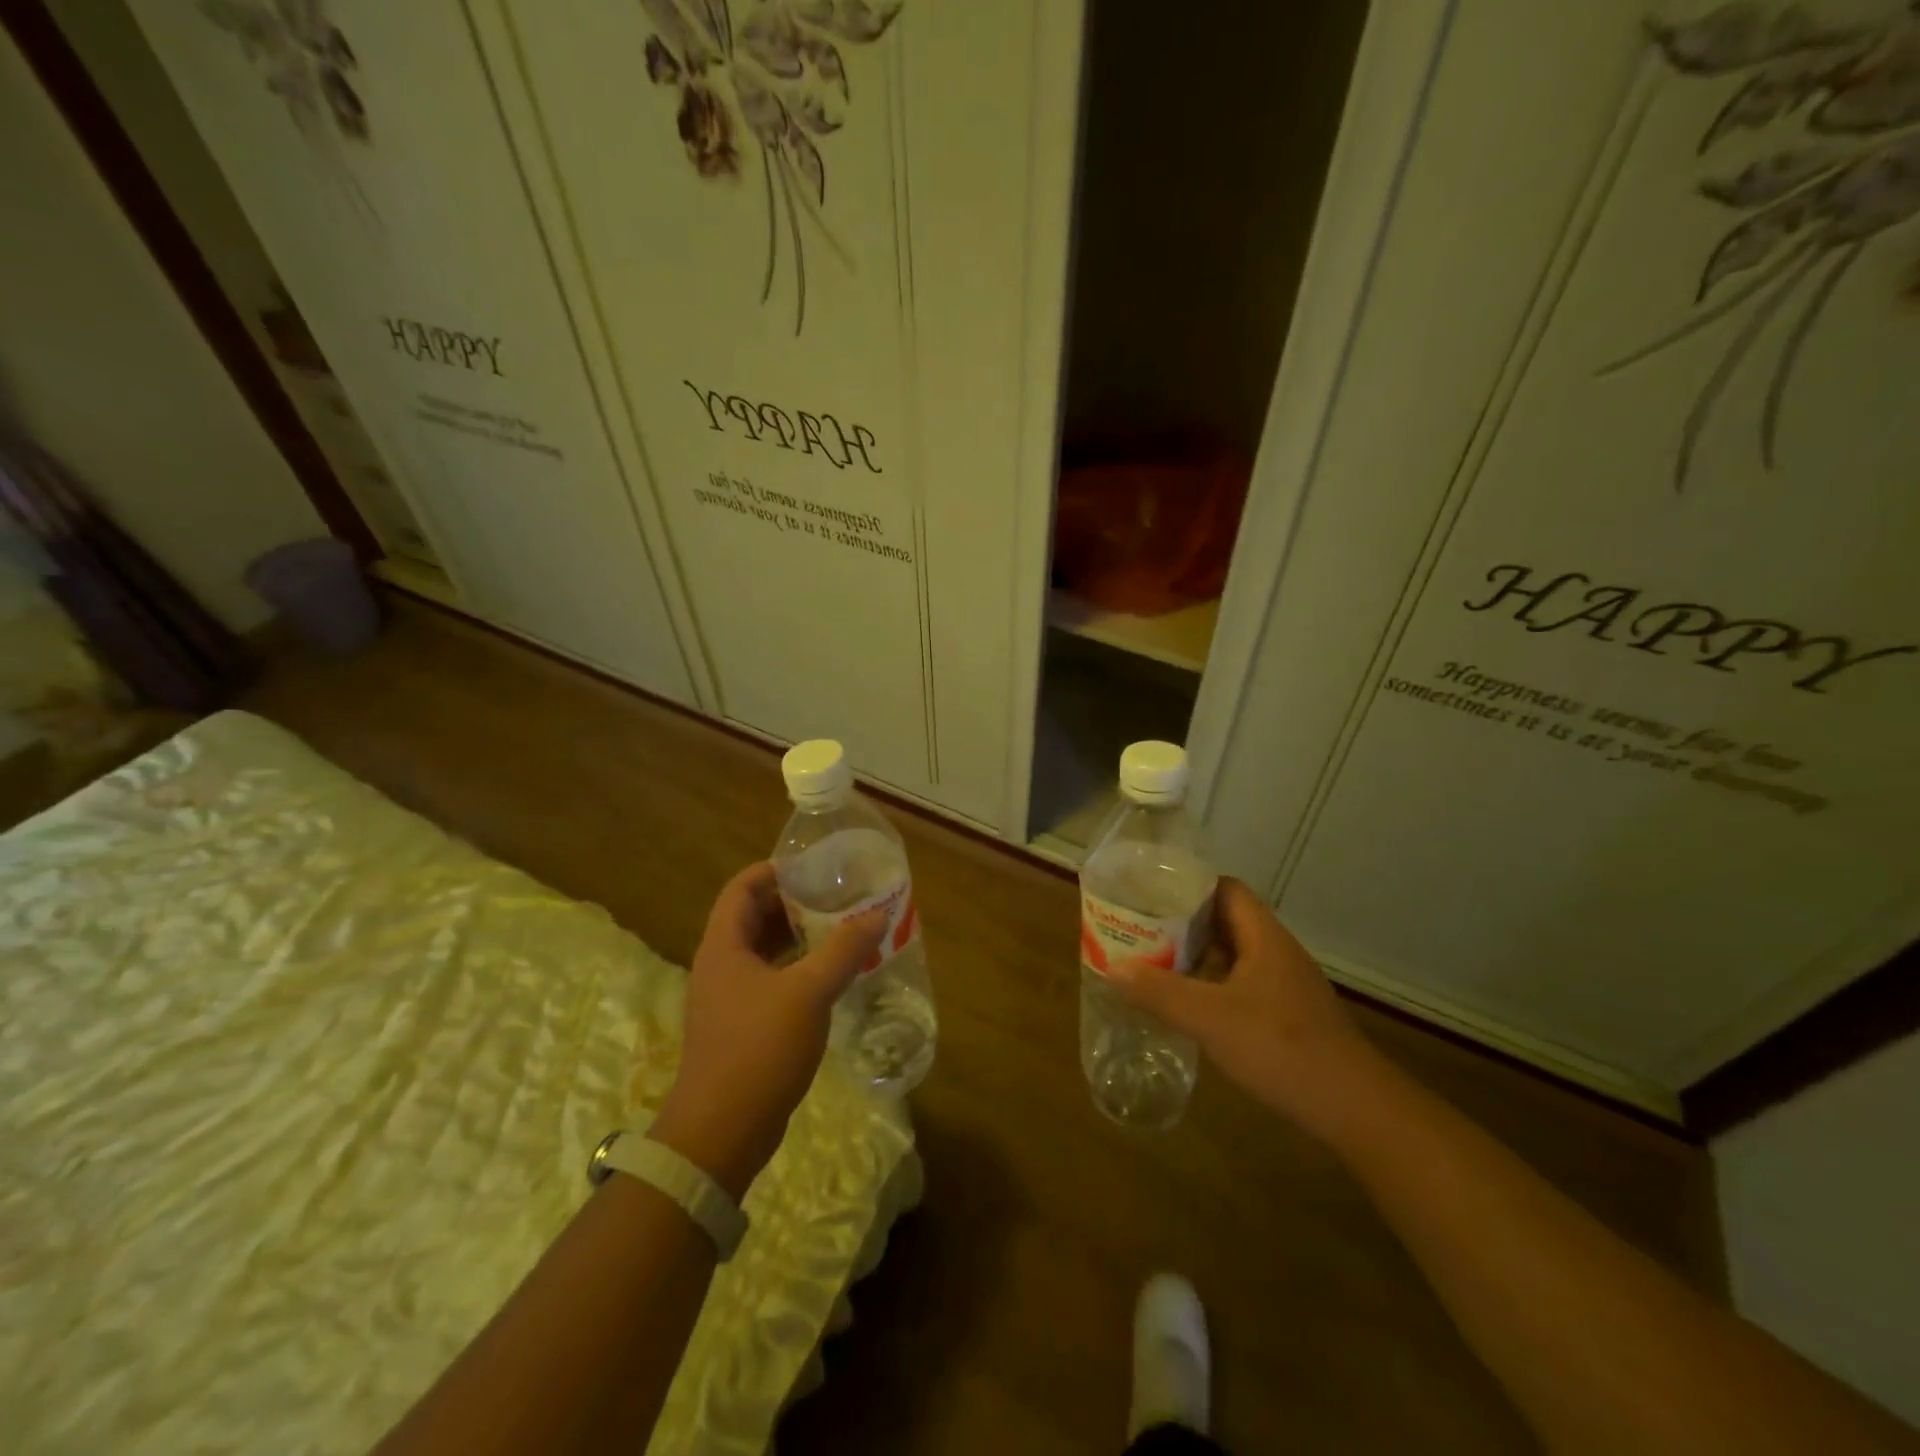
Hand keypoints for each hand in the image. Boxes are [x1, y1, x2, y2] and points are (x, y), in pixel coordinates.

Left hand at [652, 862, 885, 1198]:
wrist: (720, 1132)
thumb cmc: (758, 1049)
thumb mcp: (808, 992)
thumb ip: (843, 950)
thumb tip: (876, 916)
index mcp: (724, 946)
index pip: (741, 888)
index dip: (772, 870)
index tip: (812, 865)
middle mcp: (721, 966)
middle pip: (753, 917)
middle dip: (792, 902)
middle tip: (835, 895)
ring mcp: (728, 999)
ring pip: (763, 952)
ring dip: (797, 938)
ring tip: (840, 928)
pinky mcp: (740, 1027)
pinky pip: (770, 981)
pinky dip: (797, 969)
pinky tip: (829, 976)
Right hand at [1107, 877, 1378, 1137]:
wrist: (1354, 1108)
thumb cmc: (1281, 1048)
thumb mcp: (1210, 1018)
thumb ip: (1159, 992)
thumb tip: (1112, 967)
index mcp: (1263, 936)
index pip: (1225, 888)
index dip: (1188, 884)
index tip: (1150, 892)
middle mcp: (1276, 951)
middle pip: (1226, 920)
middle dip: (1183, 921)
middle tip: (1142, 928)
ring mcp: (1286, 984)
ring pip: (1234, 954)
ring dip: (1197, 955)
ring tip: (1154, 962)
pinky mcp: (1288, 1014)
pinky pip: (1242, 983)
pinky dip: (1213, 984)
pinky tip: (1190, 1004)